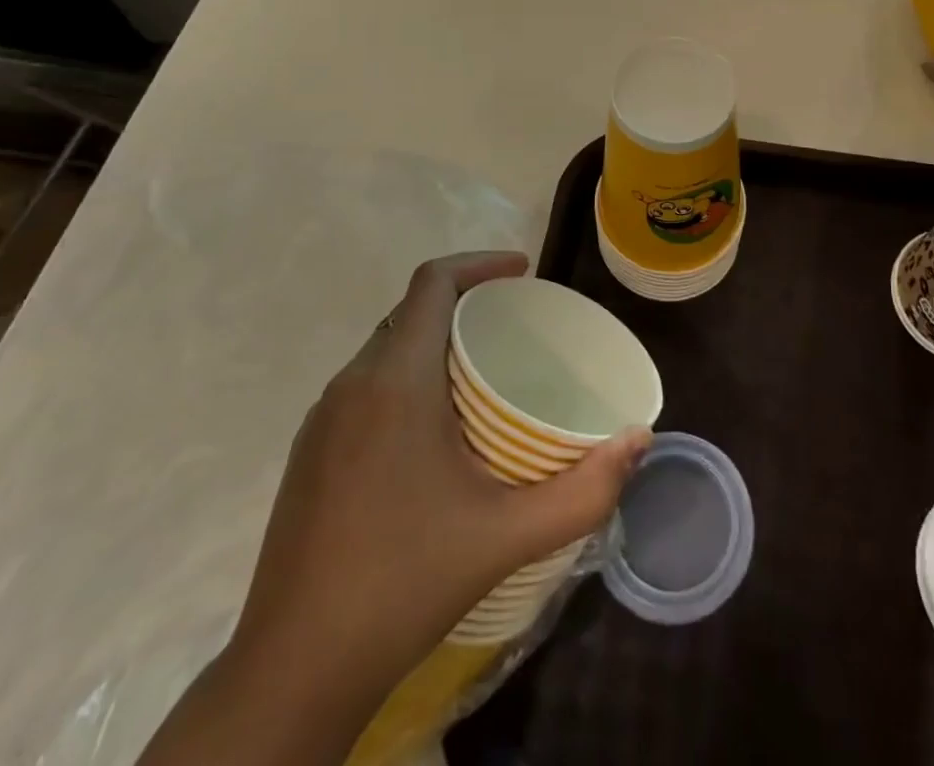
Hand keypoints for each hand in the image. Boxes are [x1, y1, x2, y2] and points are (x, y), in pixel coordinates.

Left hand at [228, 252, 649, 713]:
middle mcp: (351, 384)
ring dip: (433, 340)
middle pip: (411, 311)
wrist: (294, 670)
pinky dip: (405, 376)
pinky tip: (434, 429)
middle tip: (515, 326)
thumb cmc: (404, 583)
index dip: (479, 263)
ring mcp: (321, 420)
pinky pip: (365, 384)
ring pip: (385, 347)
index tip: (524, 272)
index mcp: (395, 381)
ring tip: (483, 372)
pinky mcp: (308, 453)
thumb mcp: (507, 535)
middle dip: (463, 301)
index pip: (431, 283)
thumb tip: (640, 441)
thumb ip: (584, 488)